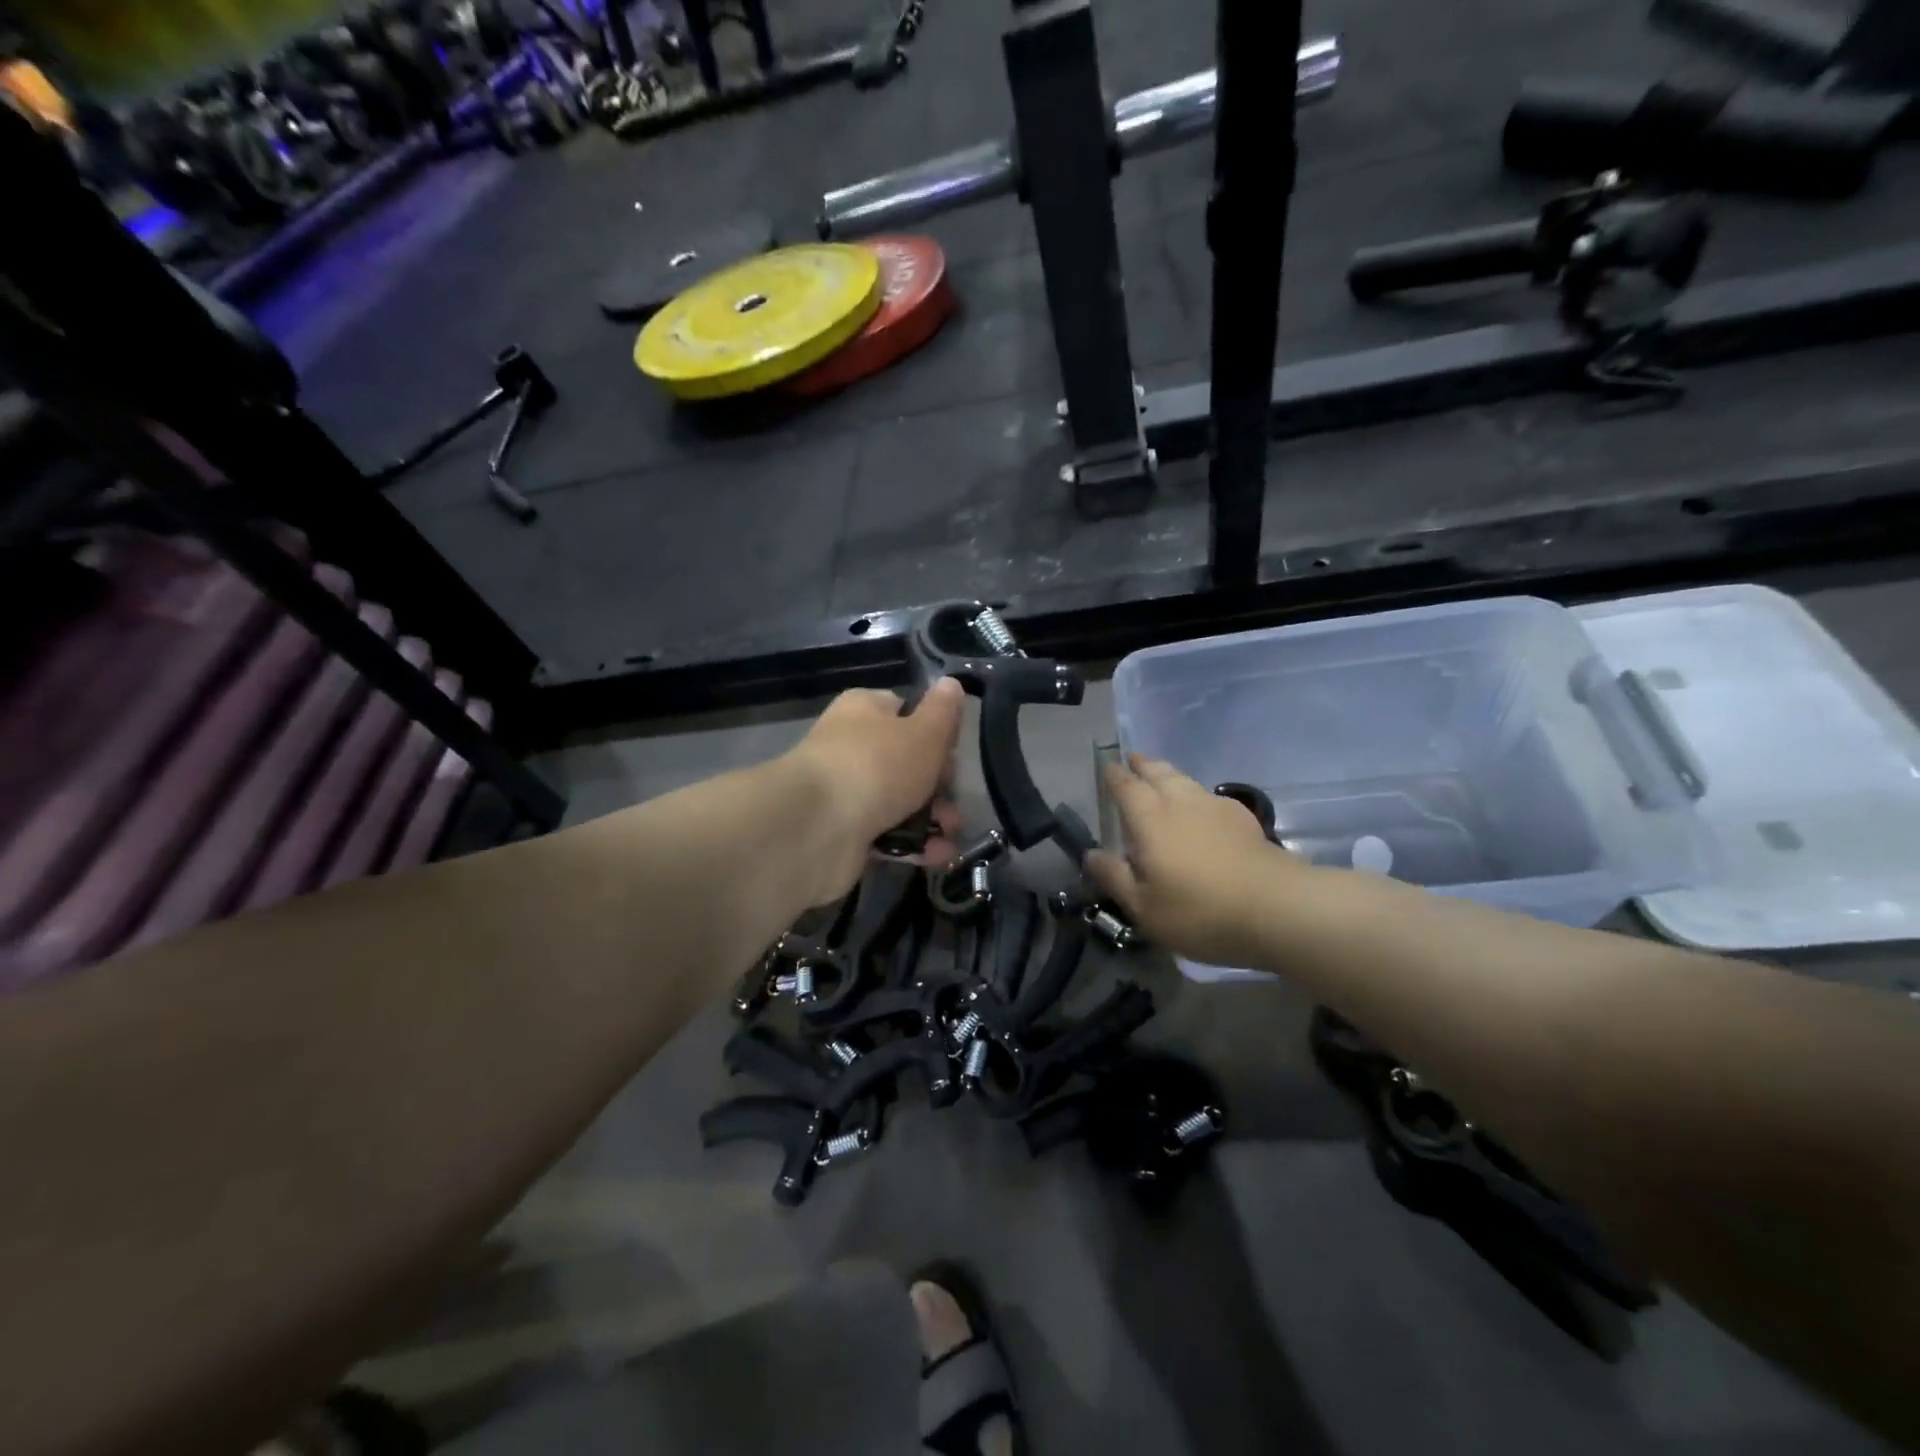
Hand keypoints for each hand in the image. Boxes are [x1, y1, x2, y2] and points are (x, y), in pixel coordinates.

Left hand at [786, 679, 965, 901]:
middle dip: (938, 785)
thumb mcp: (924, 732)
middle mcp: (851, 746)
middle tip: (955, 803)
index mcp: (864, 710)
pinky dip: (913, 844)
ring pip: (898, 801)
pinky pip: (886, 834)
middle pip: (906, 761)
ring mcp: (845, 791)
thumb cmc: (877, 765)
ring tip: (952, 834)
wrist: (816, 827)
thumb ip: (943, 711)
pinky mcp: (843, 831)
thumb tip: (951, 683)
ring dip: (931, 818)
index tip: (955, 755)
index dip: (936, 733)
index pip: (906, 712)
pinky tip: (936, 855)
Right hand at [1088, 755, 1306, 966]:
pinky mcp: (1244, 819)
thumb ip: (1114, 877)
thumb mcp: (1143, 907)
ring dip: (1169, 775)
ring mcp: (1216, 807)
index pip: (1125, 786)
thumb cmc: (1198, 911)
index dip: (1114, 775)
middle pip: (1158, 772)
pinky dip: (1197, 795)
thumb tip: (1091, 854)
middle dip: (1143, 764)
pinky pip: (1210, 796)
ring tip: (1163, 778)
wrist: (1277, 909)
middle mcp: (1180, 801)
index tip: (1108, 767)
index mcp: (1149, 818)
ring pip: (1186, 780)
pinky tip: (1202, 810)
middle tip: (1134, 760)